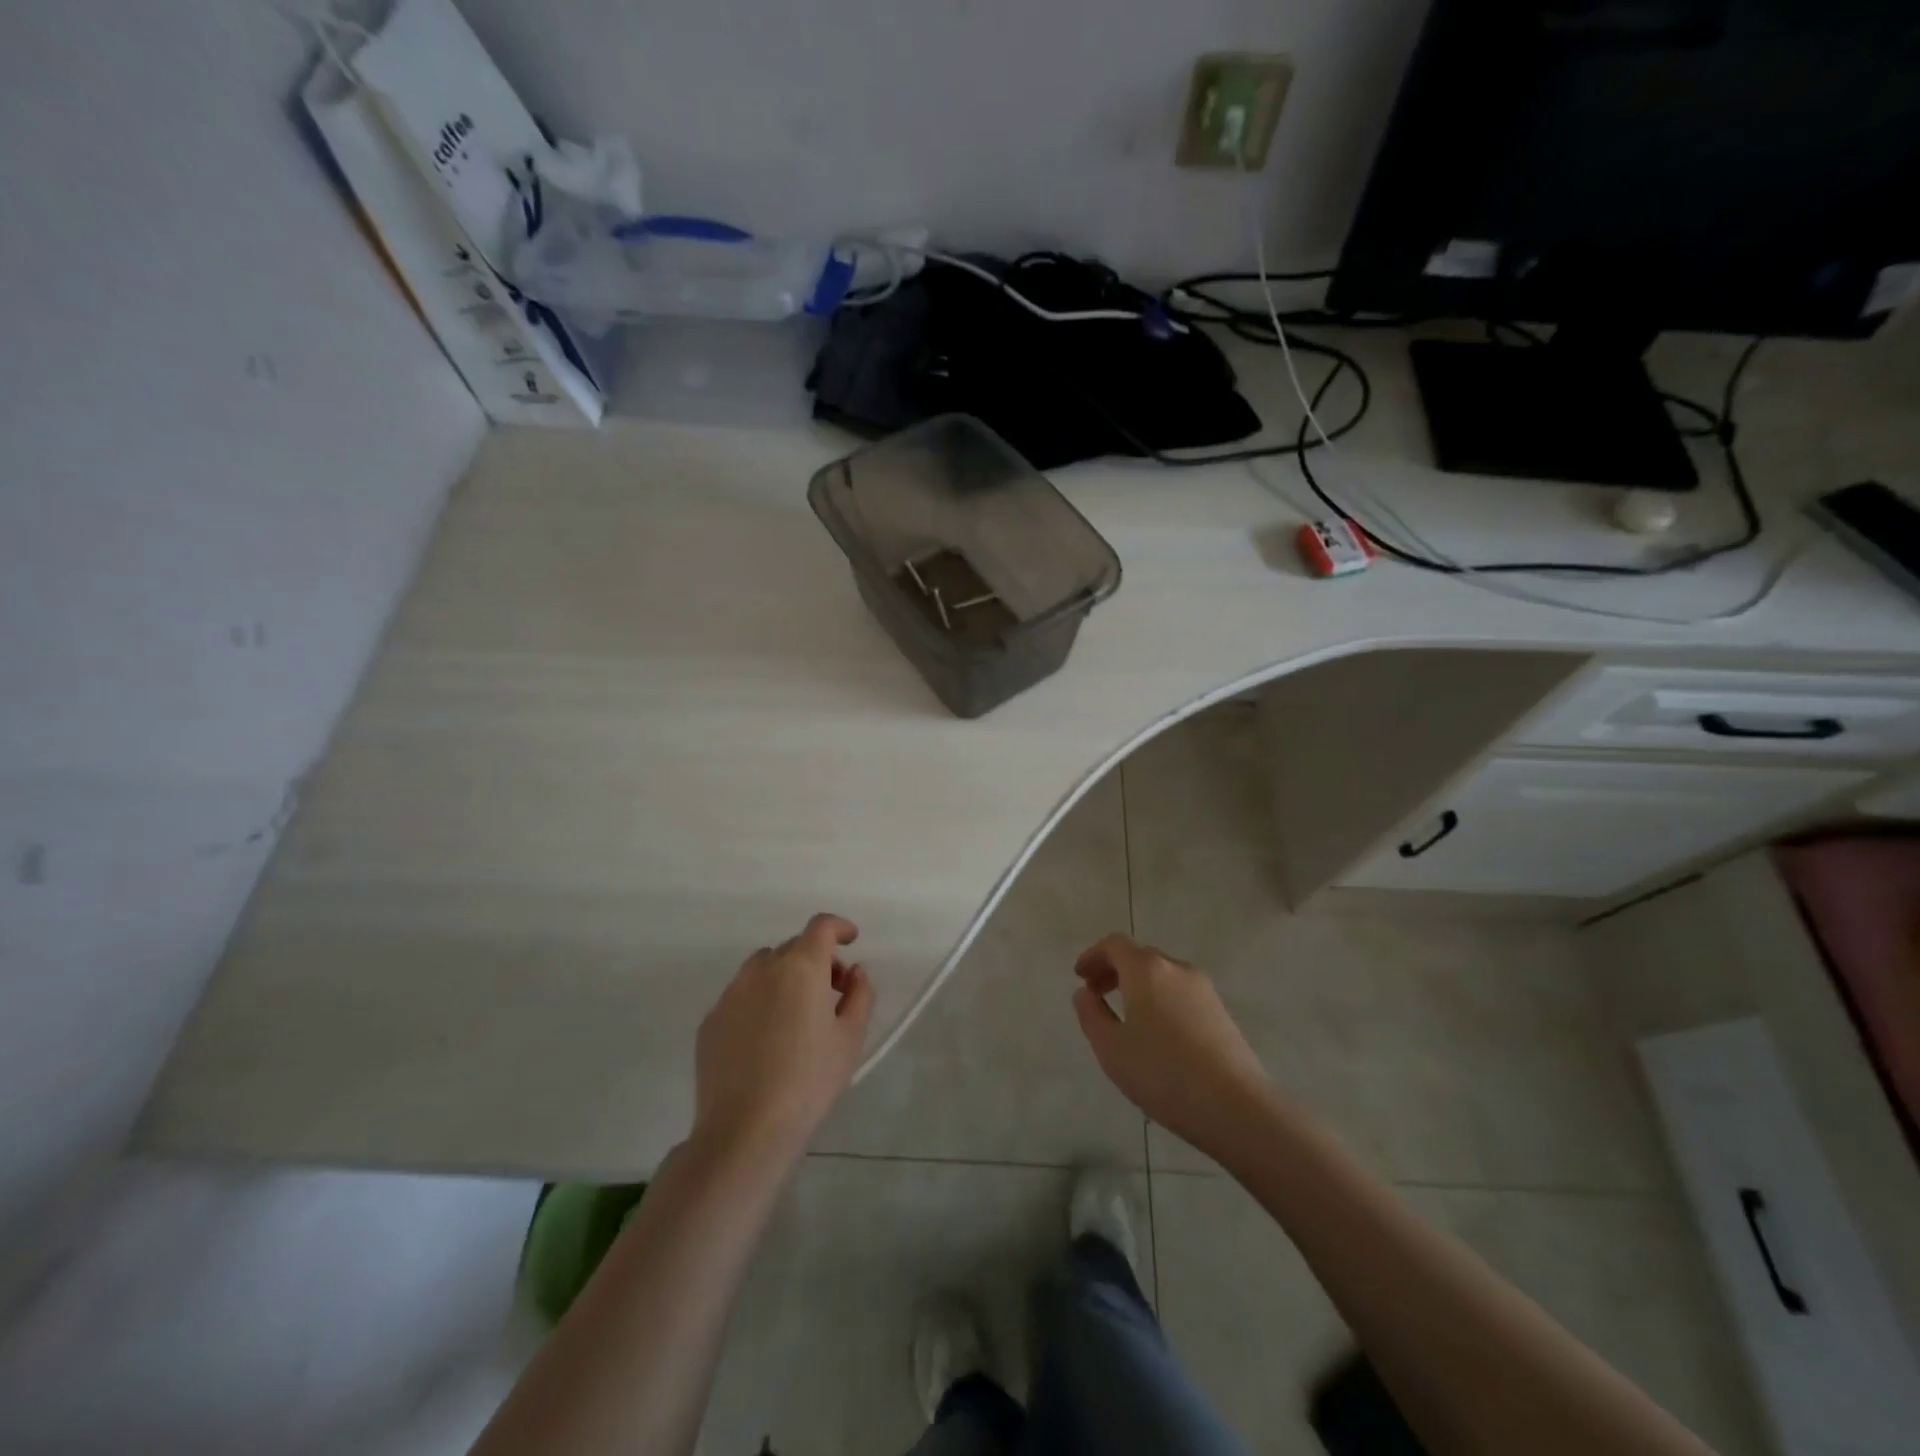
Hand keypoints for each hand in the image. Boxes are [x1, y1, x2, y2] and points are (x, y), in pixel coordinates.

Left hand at [692, 913, 873, 1167]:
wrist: (745, 1130)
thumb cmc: (809, 1081)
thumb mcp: (850, 1038)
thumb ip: (860, 994)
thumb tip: (855, 972)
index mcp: (801, 968)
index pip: (821, 927)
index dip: (840, 927)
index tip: (852, 940)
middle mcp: (763, 969)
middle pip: (794, 947)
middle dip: (817, 960)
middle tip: (832, 994)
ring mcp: (731, 993)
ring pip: (763, 968)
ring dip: (785, 977)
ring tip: (796, 1015)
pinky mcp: (711, 1020)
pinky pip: (741, 996)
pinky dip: (759, 1001)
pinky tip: (766, 1040)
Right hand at [1073, 933, 1271, 1159]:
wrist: (1235, 1106)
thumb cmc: (1163, 1073)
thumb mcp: (1111, 1048)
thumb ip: (1091, 1015)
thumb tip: (1085, 993)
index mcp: (1146, 969)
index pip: (1115, 945)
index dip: (1094, 956)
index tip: (1080, 977)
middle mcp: (1176, 969)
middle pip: (1140, 956)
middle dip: (1115, 970)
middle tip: (1097, 995)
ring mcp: (1204, 989)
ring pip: (1163, 975)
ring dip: (1139, 985)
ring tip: (1125, 1017)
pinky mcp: (1221, 1012)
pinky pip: (1181, 993)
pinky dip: (1160, 999)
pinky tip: (1157, 1034)